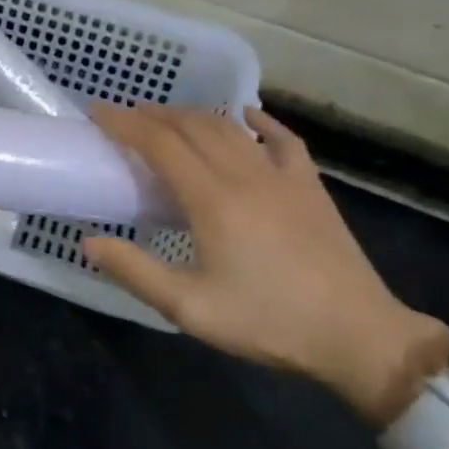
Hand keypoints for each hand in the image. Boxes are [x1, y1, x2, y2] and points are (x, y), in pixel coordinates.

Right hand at [83, 104, 448, 423]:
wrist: (358, 335)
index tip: (98, 112)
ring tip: (167, 116)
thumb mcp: (190, 308)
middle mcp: (244, 174)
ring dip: (193, 115)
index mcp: (212, 199)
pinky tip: (246, 114)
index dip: (125, 124)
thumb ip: (136, 272)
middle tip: (125, 114)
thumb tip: (90, 242)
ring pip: (229, 128)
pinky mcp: (310, 186)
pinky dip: (259, 121)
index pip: (159, 144)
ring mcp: (281, 176)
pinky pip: (282, 139)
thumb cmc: (269, 322)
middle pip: (191, 127)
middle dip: (153, 114)